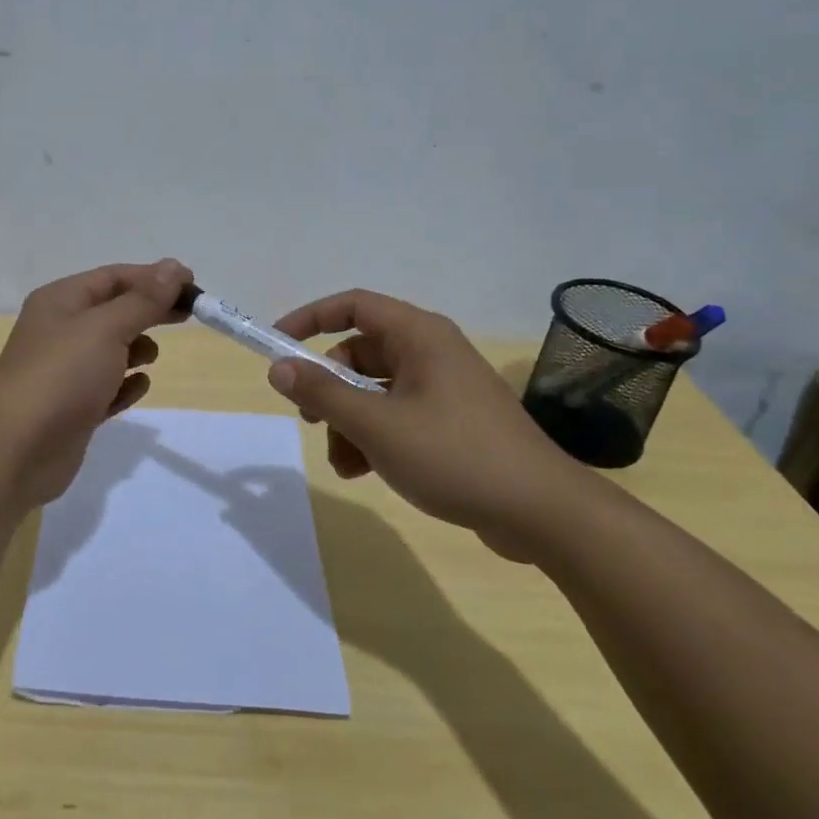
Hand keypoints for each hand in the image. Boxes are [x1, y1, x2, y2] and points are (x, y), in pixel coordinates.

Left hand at [0, 259, 191, 508]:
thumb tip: (173, 267)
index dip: (153, 277)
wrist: (17, 451)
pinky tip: (137, 388)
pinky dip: (125, 385)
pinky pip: (107, 386)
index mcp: (60, 301)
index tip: (192, 285)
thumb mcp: (106, 328)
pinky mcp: (73, 407)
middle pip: (115, 310)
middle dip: (150, 311)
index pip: (113, 277)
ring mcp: (65, 370)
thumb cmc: (62, 377)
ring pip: (111, 349)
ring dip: (137, 348)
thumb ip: (143, 300)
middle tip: (189, 314)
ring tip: (150, 358)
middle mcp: (60, 330)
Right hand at [267, 289, 599, 561]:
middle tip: (311, 420)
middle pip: (360, 354)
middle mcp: (431, 352)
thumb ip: (323, 394)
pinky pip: (396, 416)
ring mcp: (443, 388)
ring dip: (349, 422)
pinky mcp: (451, 421)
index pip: (352, 306)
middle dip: (330, 389)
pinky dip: (373, 438)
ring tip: (343, 463)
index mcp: (419, 336)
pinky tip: (363, 471)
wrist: (542, 512)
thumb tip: (278, 368)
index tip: (277, 344)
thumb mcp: (377, 425)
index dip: (310, 319)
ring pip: (375, 391)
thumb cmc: (455, 455)